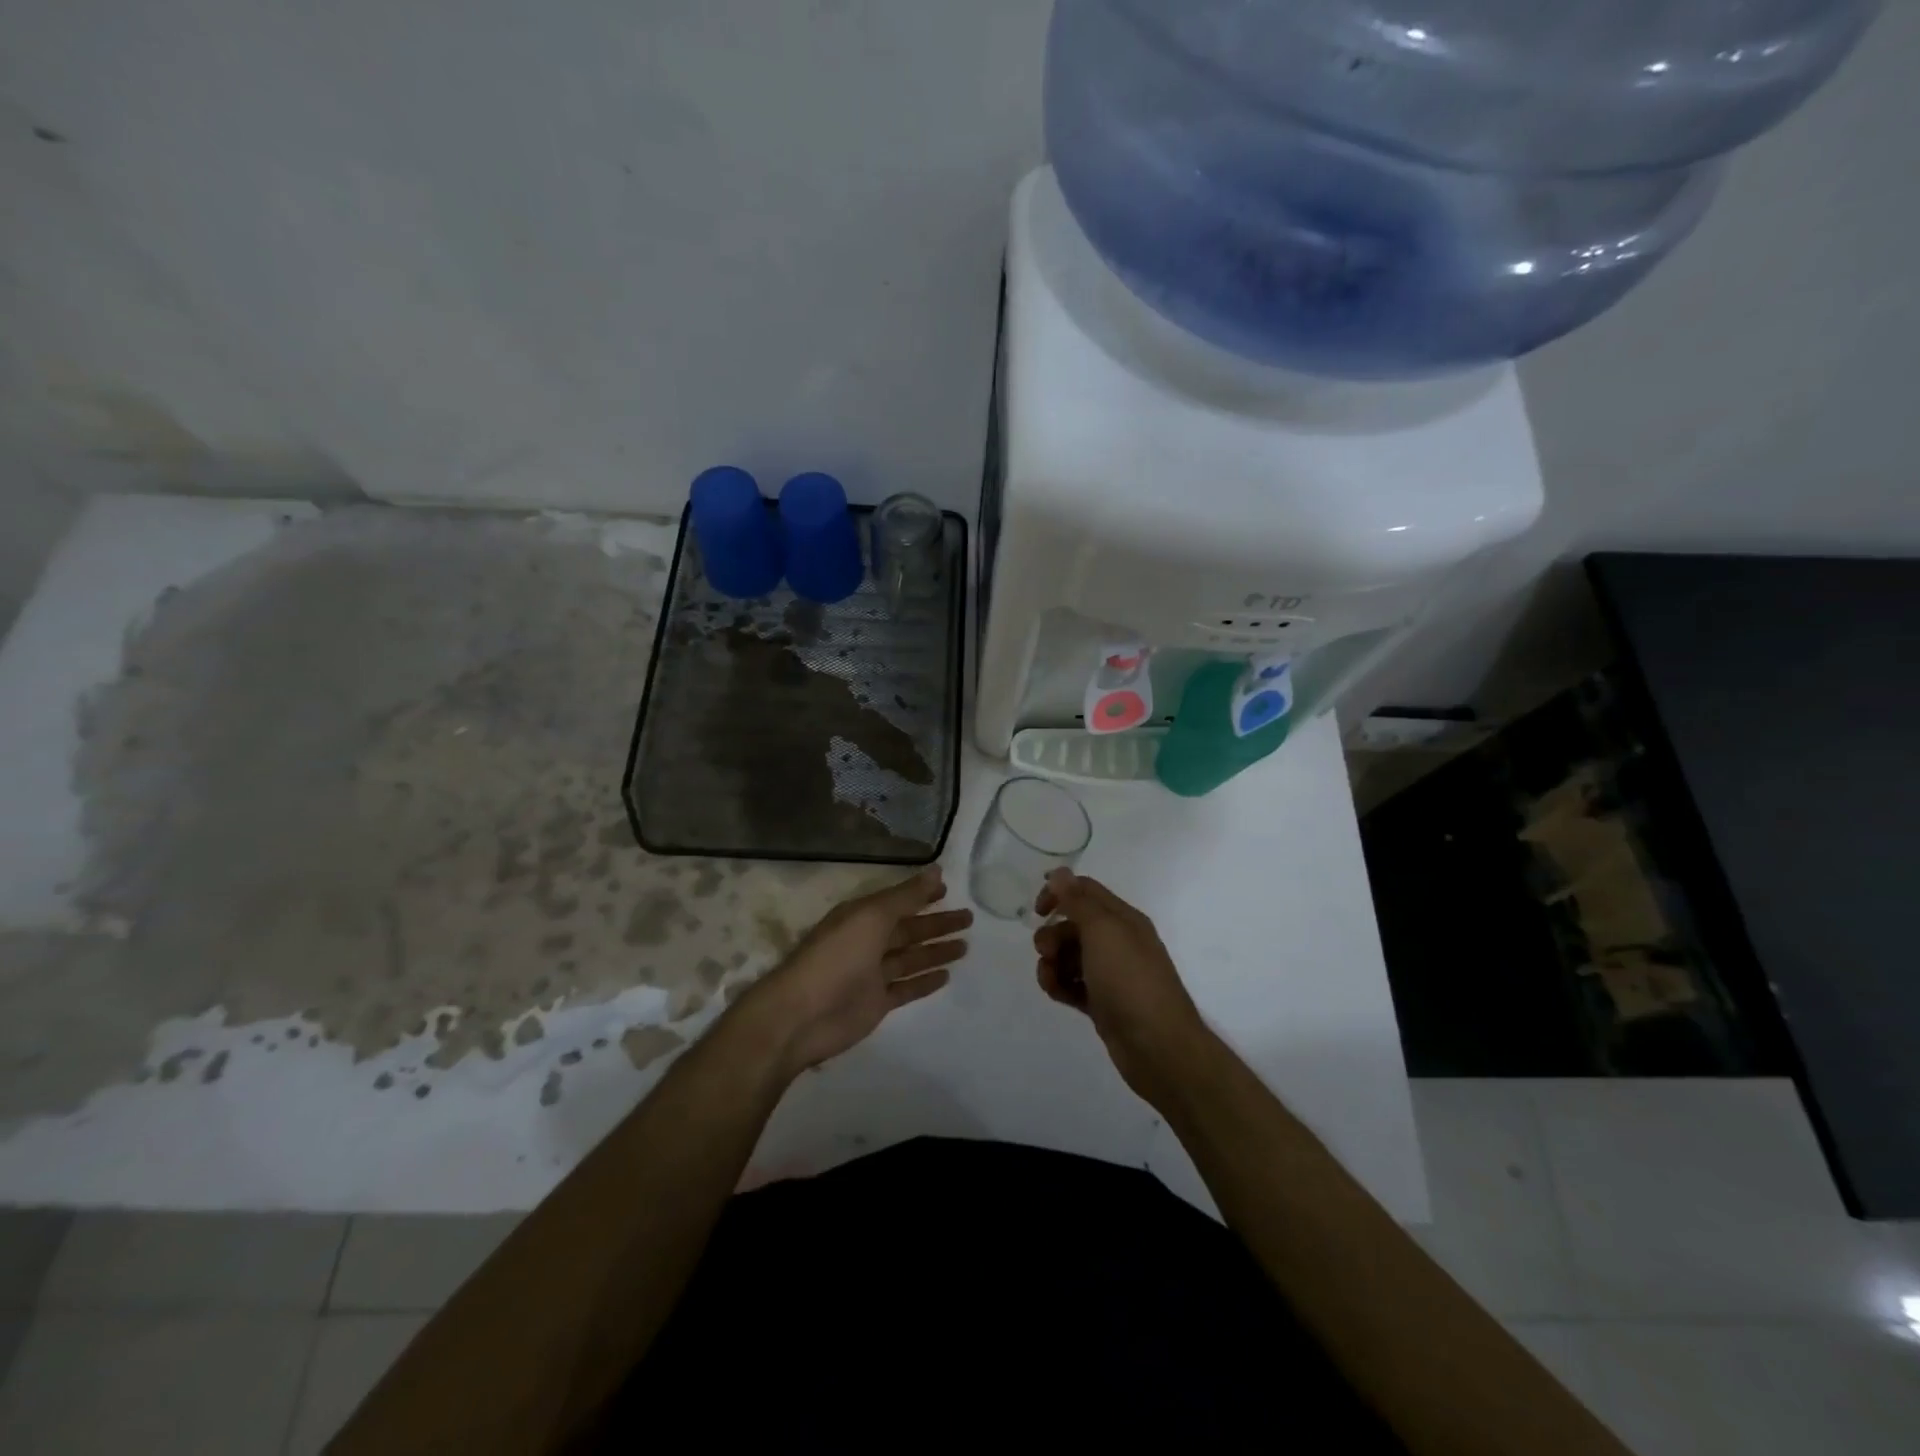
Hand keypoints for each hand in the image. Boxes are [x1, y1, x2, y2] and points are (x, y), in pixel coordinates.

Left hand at [741, 867, 971, 1077]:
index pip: (898, 901)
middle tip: (969, 918)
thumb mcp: (871, 917)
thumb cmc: (836, 957)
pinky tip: (946, 976)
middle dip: (936, 923)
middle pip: (908, 929)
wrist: (801, 1016)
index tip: (949, 888)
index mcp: (861, 916)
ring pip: (910, 958)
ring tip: (965, 946)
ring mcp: (871, 974)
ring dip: (935, 951)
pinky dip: (924, 981)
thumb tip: (936, 869)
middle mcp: (866, 941)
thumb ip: (905, 896)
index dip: (922, 895)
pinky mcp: (876, 1003)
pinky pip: (906, 987)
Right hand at [1033, 869, 1213, 1103]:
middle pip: (1074, 925)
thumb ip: (1078, 901)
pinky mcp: (1103, 1002)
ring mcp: (1112, 974)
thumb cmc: (1130, 980)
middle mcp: (1119, 942)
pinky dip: (1061, 985)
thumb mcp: (1103, 932)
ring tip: (1050, 980)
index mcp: (1123, 919)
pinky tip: (1056, 994)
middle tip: (1045, 952)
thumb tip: (1060, 872)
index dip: (1059, 893)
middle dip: (1052, 935)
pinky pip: (1074, 984)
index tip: (1037, 910)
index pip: (1086, 891)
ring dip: (1052, 963)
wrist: (1158, 1046)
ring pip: (1070, 956)